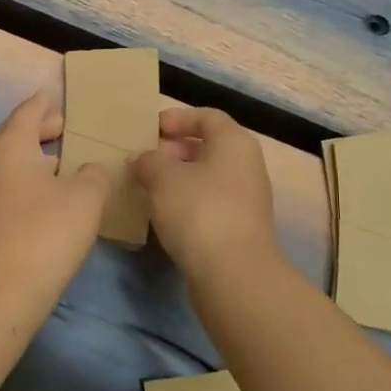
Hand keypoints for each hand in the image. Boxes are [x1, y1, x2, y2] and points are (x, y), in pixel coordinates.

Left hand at [0, 91, 113, 301]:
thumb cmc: (44, 233)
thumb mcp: (84, 198)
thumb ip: (94, 174)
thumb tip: (90, 169)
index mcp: (10, 147)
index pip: (27, 112)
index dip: (44, 103)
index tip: (56, 95)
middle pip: (16, 137)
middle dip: (42, 131)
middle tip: (68, 128)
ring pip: (13, 166)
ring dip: (38, 160)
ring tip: (68, 164)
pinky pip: (11, 189)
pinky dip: (32, 183)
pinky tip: (54, 199)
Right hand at [132, 106, 281, 288]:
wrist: (233, 274)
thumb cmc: (199, 211)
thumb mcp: (163, 178)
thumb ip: (148, 161)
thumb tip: (143, 160)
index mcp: (234, 143)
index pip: (207, 116)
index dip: (178, 117)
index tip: (151, 129)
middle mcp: (247, 166)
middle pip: (209, 146)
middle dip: (175, 149)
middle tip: (145, 158)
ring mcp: (247, 199)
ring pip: (209, 176)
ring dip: (179, 177)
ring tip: (148, 186)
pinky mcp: (240, 228)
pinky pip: (210, 202)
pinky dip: (187, 200)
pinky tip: (164, 213)